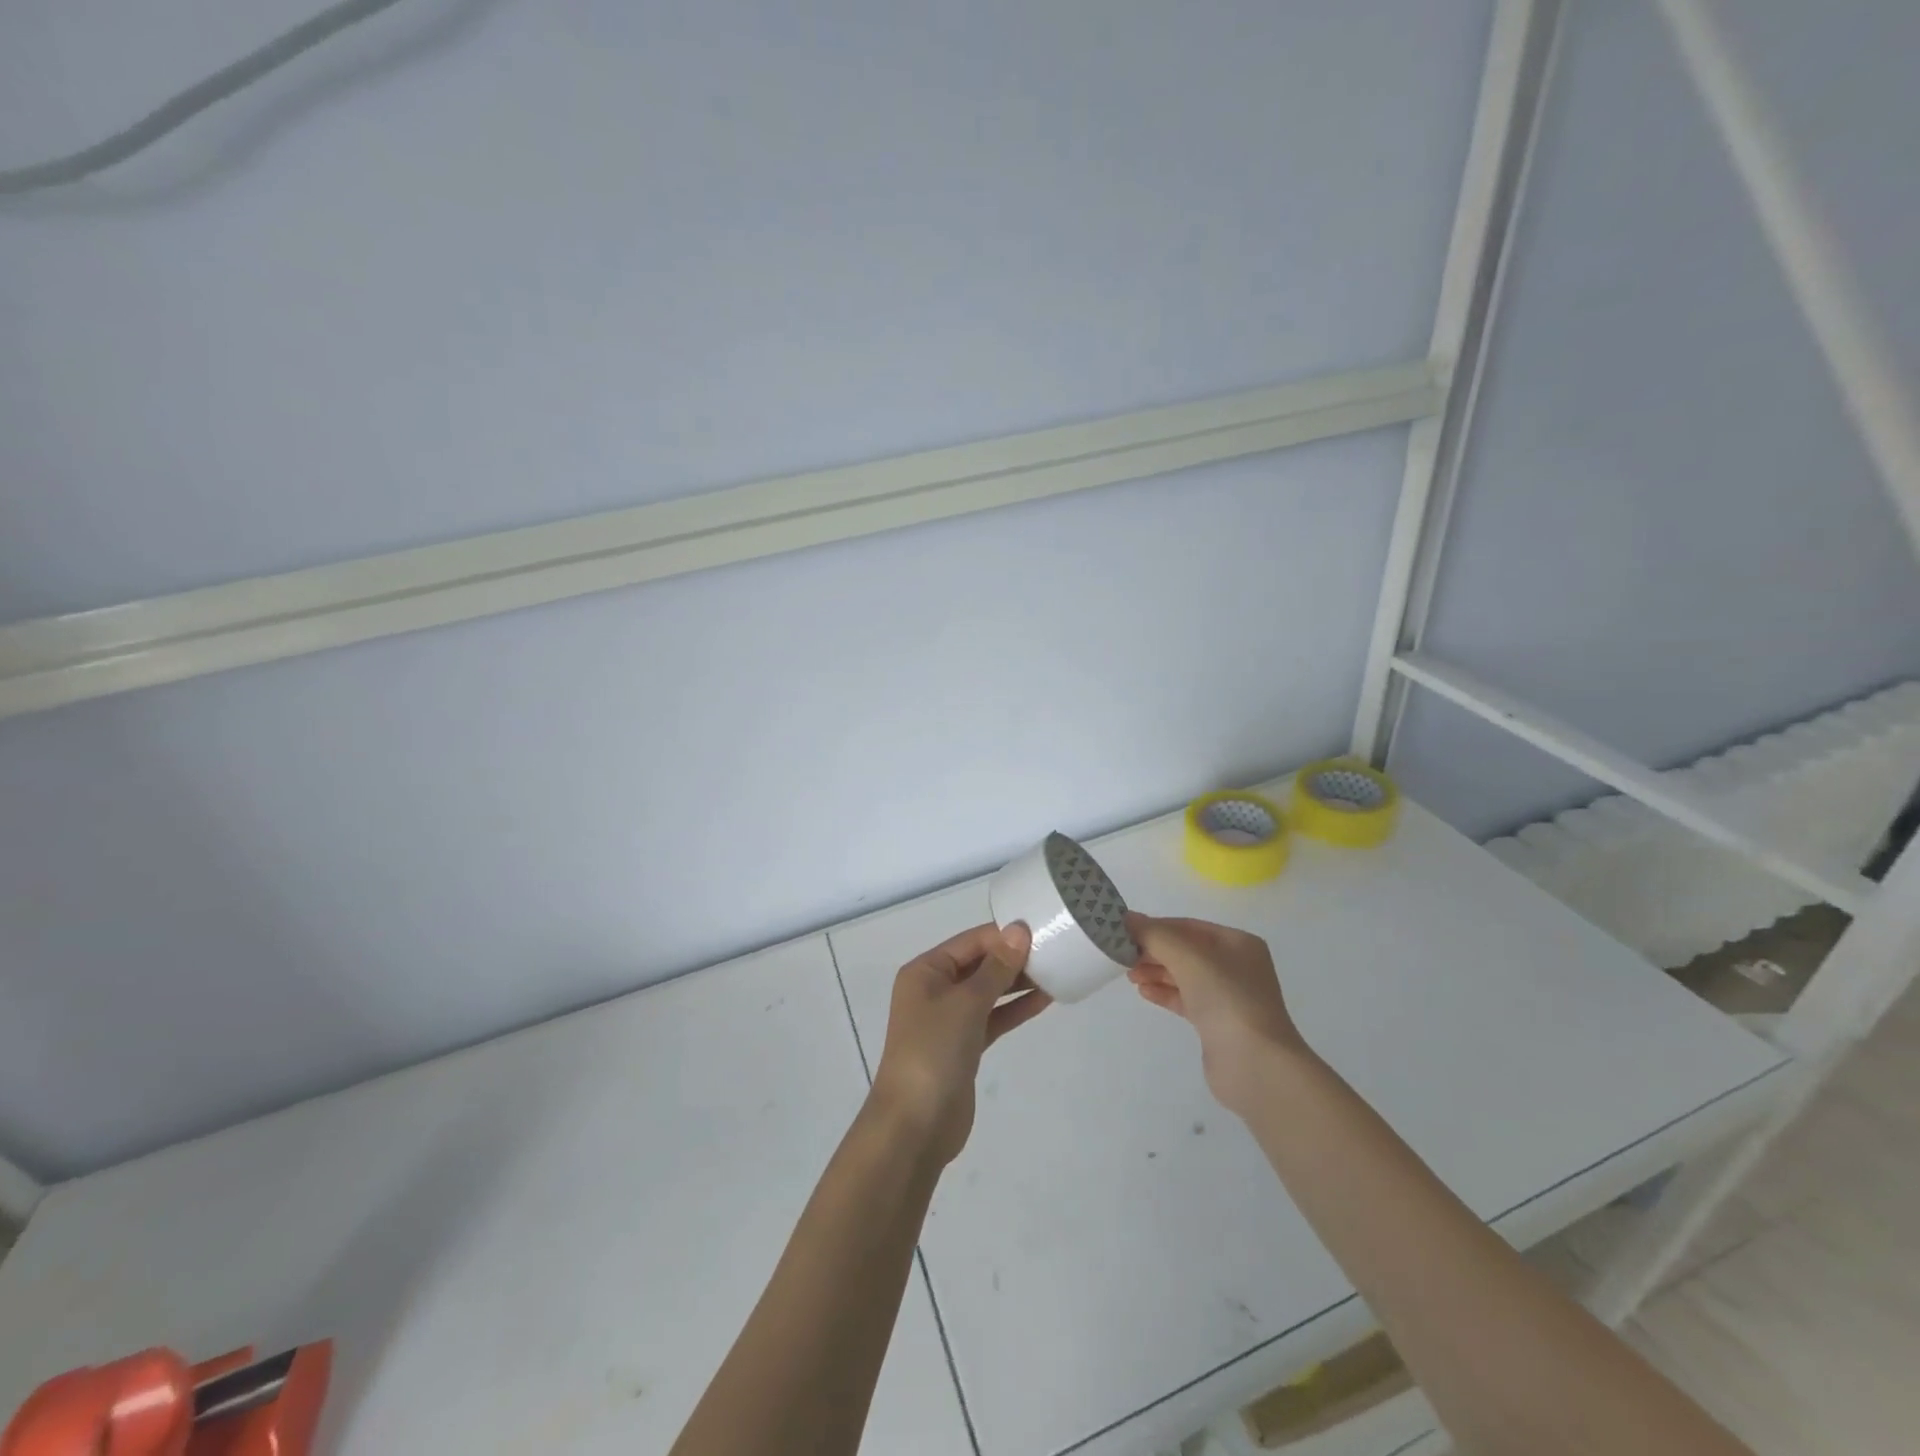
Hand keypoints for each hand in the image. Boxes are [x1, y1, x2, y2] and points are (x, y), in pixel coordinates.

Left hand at [868, 922, 1047, 1166]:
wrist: (915, 1124)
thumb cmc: (934, 1050)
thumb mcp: (967, 1002)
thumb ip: (996, 967)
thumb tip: (1019, 930)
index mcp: (926, 971)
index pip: (970, 942)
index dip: (1004, 935)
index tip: (1042, 930)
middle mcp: (935, 989)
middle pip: (979, 964)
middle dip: (1013, 958)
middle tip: (1054, 950)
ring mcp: (949, 1019)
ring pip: (988, 992)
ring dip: (1017, 983)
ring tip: (1056, 971)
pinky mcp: (964, 1046)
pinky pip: (993, 1018)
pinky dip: (1014, 1009)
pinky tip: (1044, 1001)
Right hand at [1124, 913, 1308, 1115]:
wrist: (1256, 1065)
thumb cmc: (1226, 999)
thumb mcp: (1188, 957)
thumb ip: (1154, 935)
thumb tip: (1125, 918)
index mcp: (1237, 943)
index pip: (1188, 926)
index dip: (1155, 927)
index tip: (1124, 932)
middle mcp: (1236, 966)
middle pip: (1185, 950)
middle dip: (1153, 951)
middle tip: (1122, 955)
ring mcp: (1228, 996)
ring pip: (1184, 975)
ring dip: (1156, 972)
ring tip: (1130, 975)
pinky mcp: (1218, 1023)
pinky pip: (1186, 999)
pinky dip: (1165, 993)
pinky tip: (1144, 993)